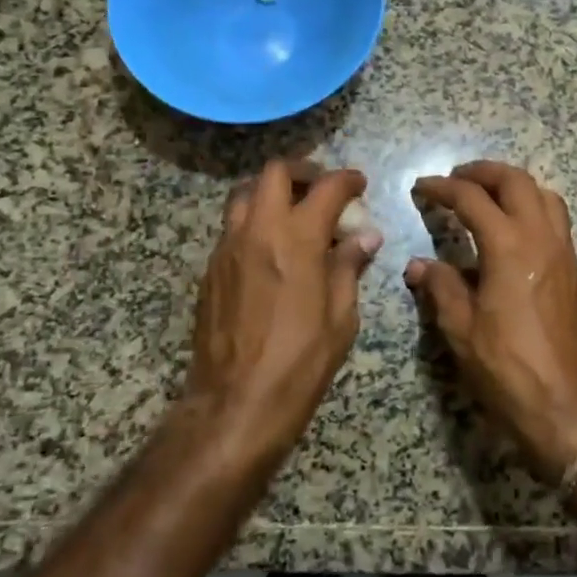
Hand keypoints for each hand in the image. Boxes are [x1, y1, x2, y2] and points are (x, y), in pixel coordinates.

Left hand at [186, 159, 382, 463]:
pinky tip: (270, 250)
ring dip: (271, 192)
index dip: (347, 179)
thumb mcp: (340, 317)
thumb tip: (365, 237)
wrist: (234, 404)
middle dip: (303, 172)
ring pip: (244, 194)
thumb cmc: (299, 362)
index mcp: (296, 238)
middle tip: (321, 190)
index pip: (326, 188)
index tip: (359, 184)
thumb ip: (349, 267)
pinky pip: (232, 227)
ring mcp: (227, 247)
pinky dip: (254, 221)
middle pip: (274, 173)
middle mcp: (258, 230)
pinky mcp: (210, 269)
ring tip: (293, 214)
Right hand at [406, 161, 576, 480]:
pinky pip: (557, 219)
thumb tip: (418, 265)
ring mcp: (564, 252)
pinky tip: (514, 229)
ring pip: (544, 194)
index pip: (472, 198)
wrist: (562, 404)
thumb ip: (440, 287)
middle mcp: (541, 237)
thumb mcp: (460, 328)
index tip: (422, 186)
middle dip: (483, 172)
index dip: (442, 187)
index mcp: (508, 246)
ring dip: (514, 185)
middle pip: (516, 181)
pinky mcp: (574, 270)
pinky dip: (533, 207)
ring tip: (488, 196)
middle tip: (456, 178)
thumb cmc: (506, 366)